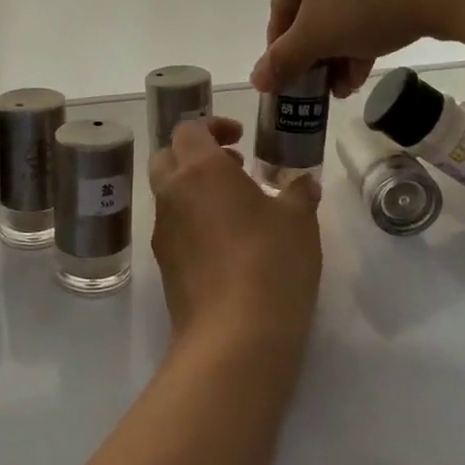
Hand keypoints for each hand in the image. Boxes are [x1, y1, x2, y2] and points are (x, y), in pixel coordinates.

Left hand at [148, 117, 321, 360]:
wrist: (234, 337)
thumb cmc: (270, 262)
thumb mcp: (299, 221)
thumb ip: (298, 192)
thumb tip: (302, 183)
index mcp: (199, 169)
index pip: (189, 129)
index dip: (213, 126)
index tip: (240, 138)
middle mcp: (172, 193)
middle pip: (168, 157)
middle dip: (195, 155)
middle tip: (233, 168)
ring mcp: (162, 230)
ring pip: (168, 194)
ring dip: (194, 190)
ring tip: (236, 209)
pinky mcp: (163, 265)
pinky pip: (173, 227)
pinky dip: (192, 222)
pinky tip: (227, 246)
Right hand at [252, 0, 464, 95]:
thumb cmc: (363, 4)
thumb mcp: (315, 38)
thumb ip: (282, 60)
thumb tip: (255, 81)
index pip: (279, 11)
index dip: (282, 51)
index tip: (291, 81)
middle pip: (310, 14)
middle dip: (316, 56)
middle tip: (322, 88)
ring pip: (340, 14)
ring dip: (338, 54)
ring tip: (346, 88)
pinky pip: (368, 7)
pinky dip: (363, 38)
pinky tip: (366, 70)